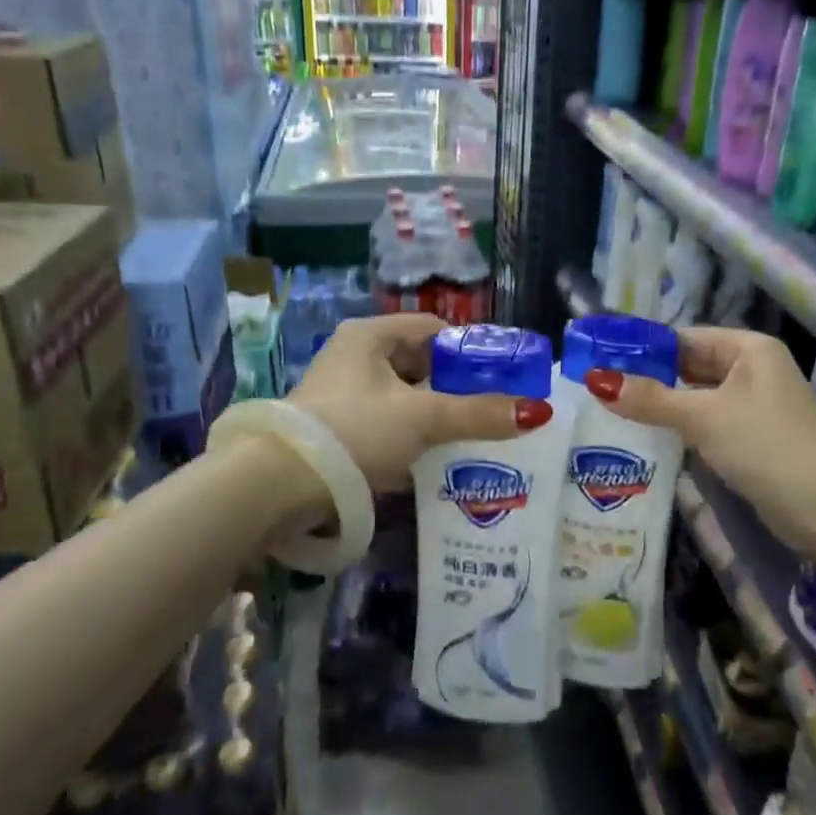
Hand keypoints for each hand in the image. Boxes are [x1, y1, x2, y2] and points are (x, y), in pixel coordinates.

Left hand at [286, 314, 553, 490]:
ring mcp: (342, 394)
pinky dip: (411, 436)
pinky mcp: (336, 429)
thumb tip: (537, 411)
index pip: (432, 329)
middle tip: (493, 408)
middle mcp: (354, 357)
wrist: (279, 485)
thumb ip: (478, 414)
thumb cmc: (355, 431)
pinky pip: (387, 423)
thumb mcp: (423, 418)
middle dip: (455, 386)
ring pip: (404, 397)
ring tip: (473, 435)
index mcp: (370, 336)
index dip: (469, 348)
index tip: (501, 374)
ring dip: (435, 415)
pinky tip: (435, 458)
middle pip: (419, 364)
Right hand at [581, 327, 815, 579]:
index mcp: (749, 349)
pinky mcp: (749, 440)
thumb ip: (651, 399)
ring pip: (695, 398)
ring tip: (608, 411)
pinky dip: (678, 429)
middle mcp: (752, 370)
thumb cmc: (768, 447)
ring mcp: (752, 407)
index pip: (684, 337)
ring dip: (660, 406)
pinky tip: (643, 438)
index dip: (643, 347)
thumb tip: (597, 380)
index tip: (599, 358)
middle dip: (648, 378)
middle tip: (596, 387)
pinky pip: (705, 424)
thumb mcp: (704, 418)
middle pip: (688, 367)